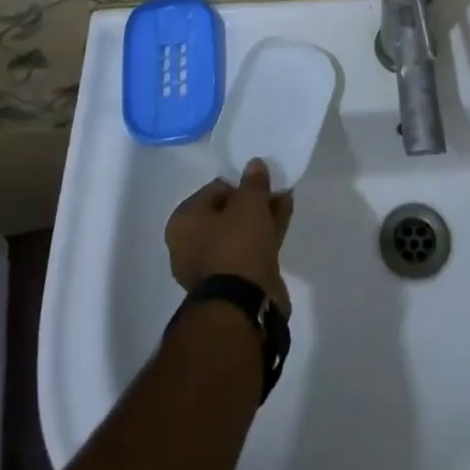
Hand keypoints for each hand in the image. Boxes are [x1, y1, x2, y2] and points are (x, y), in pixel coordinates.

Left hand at [166, 159, 294, 315]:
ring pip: (240, 233)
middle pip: (226, 213)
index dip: (240, 184)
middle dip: (253, 201)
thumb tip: (254, 164)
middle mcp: (189, 245)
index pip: (214, 190)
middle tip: (275, 191)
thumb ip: (253, 181)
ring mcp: (210, 267)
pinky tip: (283, 222)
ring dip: (261, 218)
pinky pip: (247, 251)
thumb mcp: (249, 202)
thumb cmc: (236, 244)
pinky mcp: (230, 284)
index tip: (260, 182)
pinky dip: (263, 237)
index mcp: (183, 222)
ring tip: (286, 202)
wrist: (242, 305)